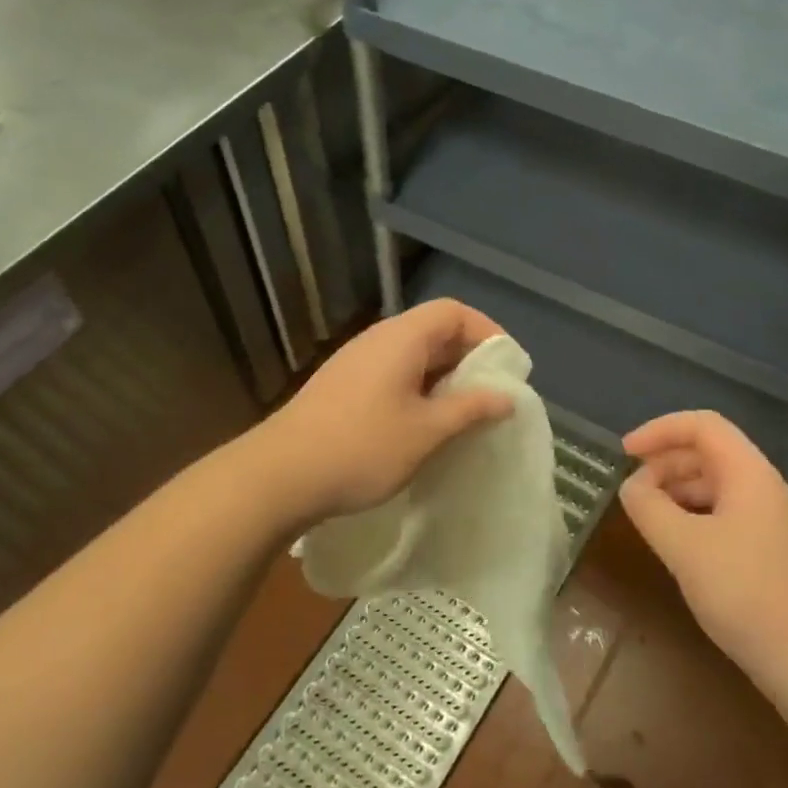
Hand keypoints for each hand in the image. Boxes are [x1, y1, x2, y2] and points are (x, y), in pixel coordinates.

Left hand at [258, 299, 514, 525]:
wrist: (280, 475)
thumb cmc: (362, 448)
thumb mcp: (427, 431)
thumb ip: (471, 409)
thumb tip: (507, 396)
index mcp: (401, 338)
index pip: (453, 311)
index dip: (487, 332)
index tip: (507, 369)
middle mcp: (377, 339)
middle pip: (433, 330)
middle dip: (467, 359)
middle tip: (490, 396)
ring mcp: (355, 362)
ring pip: (411, 356)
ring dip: (441, 378)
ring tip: (461, 414)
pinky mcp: (341, 386)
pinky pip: (391, 374)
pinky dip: (416, 390)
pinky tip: (420, 426)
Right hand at [619, 411, 787, 706]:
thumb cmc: (746, 592)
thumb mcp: (684, 546)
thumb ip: (649, 507)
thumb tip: (631, 486)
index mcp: (748, 473)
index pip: (702, 426)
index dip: (659, 430)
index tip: (624, 453)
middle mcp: (762, 488)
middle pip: (708, 453)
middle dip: (664, 462)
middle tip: (631, 491)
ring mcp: (767, 521)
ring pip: (714, 485)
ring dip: (675, 490)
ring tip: (646, 516)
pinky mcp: (766, 552)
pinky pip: (721, 515)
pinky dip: (690, 517)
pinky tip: (674, 544)